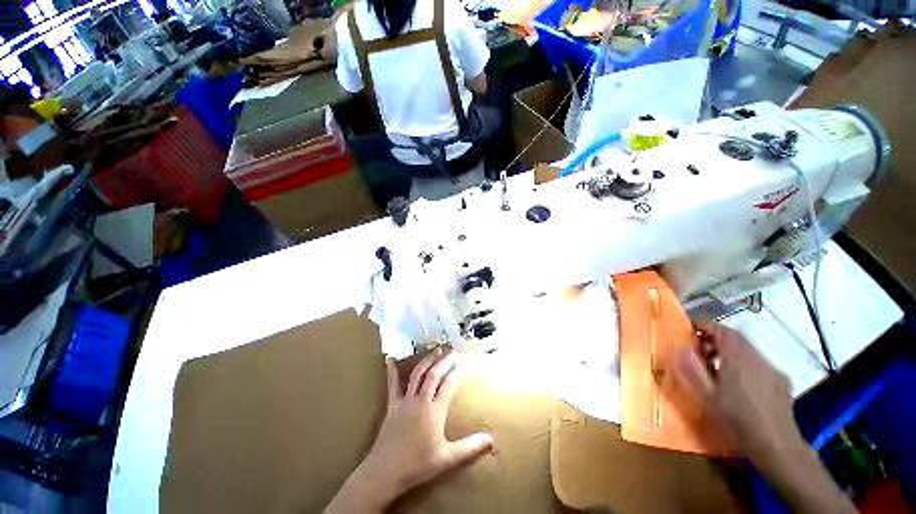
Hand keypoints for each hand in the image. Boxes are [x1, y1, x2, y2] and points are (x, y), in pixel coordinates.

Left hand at [326, 349, 492, 512]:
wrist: (385, 472)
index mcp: (435, 411)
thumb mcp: (447, 459)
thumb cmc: (417, 466)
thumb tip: (491, 439)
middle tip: (453, 351)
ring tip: (437, 350)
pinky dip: (392, 372)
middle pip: (434, 375)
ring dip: (428, 361)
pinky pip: (392, 385)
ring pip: (418, 375)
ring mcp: (405, 401)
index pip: (448, 384)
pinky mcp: (392, 405)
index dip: (457, 371)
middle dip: (445, 361)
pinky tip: (390, 359)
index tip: (465, 362)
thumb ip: (470, 447)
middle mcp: (421, 400)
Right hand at [673, 322, 855, 513]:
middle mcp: (757, 358)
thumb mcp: (708, 397)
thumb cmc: (738, 421)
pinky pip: (759, 362)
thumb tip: (680, 348)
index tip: (690, 328)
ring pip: (748, 349)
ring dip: (730, 349)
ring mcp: (772, 369)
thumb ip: (693, 371)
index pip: (723, 330)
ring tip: (716, 364)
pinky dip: (744, 362)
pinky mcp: (781, 381)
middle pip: (737, 338)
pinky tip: (739, 382)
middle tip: (699, 346)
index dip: (705, 325)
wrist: (778, 447)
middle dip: (716, 337)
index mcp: (738, 359)